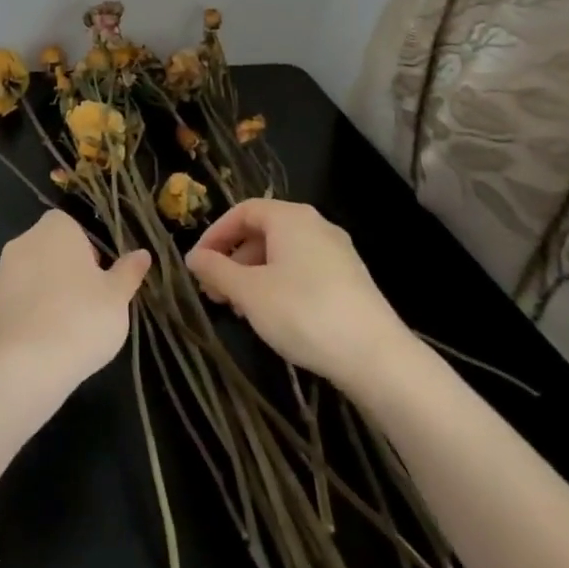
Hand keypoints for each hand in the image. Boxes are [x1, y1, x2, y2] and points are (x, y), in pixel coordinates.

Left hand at [0, 211, 150, 392]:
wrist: (22, 367)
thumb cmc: (81, 320)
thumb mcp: (117, 298)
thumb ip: (128, 273)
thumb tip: (141, 254)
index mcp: (54, 231)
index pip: (68, 225)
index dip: (84, 248)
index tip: (97, 277)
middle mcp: (19, 246)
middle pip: (44, 251)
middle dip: (61, 272)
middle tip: (84, 306)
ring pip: (24, 281)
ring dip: (39, 297)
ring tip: (61, 334)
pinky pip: (7, 312)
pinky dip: (20, 324)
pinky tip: (35, 352)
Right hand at [187, 199, 417, 394]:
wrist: (375, 356)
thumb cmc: (303, 313)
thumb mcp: (249, 292)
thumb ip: (216, 270)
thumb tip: (193, 257)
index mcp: (290, 217)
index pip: (242, 211)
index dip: (215, 235)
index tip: (197, 265)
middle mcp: (315, 225)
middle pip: (262, 231)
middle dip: (233, 259)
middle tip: (214, 292)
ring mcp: (336, 251)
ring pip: (282, 253)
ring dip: (253, 275)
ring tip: (240, 309)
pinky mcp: (349, 278)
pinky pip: (302, 269)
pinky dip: (278, 284)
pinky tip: (272, 315)